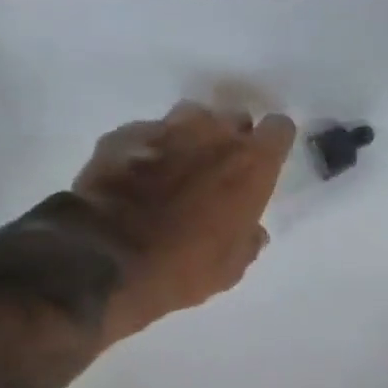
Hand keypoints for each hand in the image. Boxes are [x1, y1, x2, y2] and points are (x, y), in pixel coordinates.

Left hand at [70, 102, 295, 342]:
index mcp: (250, 165)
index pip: (279, 129)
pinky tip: (140, 178)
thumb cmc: (183, 268)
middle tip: (218, 174)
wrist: (107, 258)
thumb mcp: (230, 268)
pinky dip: (150, 151)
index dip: (272, 145)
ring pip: (191, 119)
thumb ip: (247, 240)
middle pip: (234, 120)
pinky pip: (149, 134)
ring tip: (179, 171)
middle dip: (231, 141)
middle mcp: (214, 134)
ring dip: (192, 139)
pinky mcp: (125, 134)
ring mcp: (166, 128)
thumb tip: (251, 230)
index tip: (264, 165)